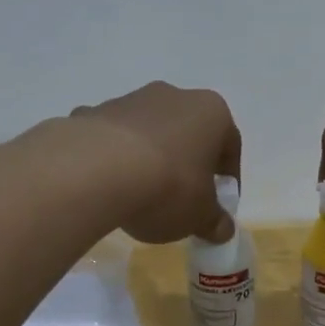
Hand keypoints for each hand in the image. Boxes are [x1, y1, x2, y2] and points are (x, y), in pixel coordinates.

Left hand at [70, 82, 241, 244]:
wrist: (96, 171)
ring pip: (149, 132)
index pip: (230, 146)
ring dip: (150, 158)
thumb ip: (215, 222)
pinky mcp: (94, 112)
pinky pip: (111, 137)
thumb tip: (223, 229)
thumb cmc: (168, 187)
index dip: (227, 178)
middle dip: (187, 163)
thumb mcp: (200, 216)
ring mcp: (130, 100)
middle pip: (187, 134)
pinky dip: (112, 156)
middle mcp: (174, 96)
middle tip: (182, 199)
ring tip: (140, 194)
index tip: (218, 204)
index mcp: (211, 112)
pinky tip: (106, 185)